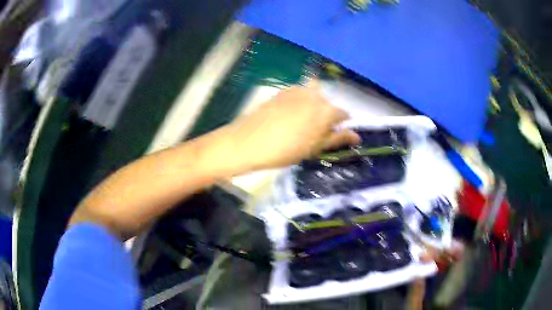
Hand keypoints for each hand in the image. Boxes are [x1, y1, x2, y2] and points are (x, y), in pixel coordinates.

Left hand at [226, 83, 359, 170]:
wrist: (250, 141)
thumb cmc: (286, 150)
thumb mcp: (315, 148)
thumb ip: (337, 138)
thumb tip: (357, 135)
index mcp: (327, 110)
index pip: (343, 114)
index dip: (341, 125)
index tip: (333, 134)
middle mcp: (316, 95)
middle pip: (328, 104)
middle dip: (326, 115)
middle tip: (314, 132)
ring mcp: (298, 90)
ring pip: (314, 95)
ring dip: (313, 106)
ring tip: (301, 121)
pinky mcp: (283, 90)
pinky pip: (299, 93)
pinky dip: (299, 101)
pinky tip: (289, 114)